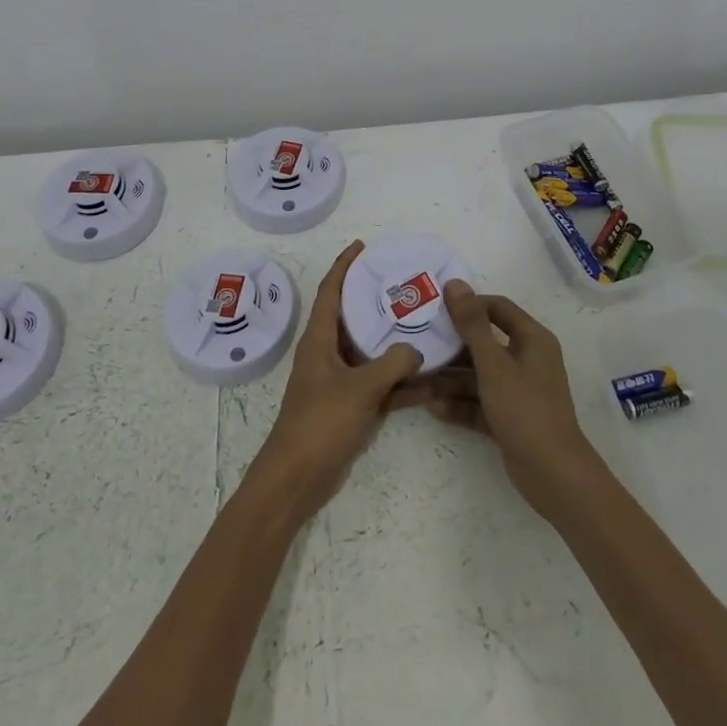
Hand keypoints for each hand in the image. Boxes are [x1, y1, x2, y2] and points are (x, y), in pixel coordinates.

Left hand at [248, 240, 422, 523]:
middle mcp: (326, 353)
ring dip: (392, 342)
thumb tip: (416, 349)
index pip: (330, 291)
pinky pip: (377, 384)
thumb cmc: (320, 422)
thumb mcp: (361, 388)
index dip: (344, 266)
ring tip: (423, 324)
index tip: (362, 246)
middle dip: (373, 300)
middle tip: (402, 284)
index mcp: (319, 339)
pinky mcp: (347, 407)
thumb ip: (393, 364)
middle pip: (350, 317)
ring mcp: (337, 381)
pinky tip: (429, 380)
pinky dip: (398, 382)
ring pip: (368, 352)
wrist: (297, 478)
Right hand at [415, 280, 602, 516]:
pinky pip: (480, 402)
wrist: (552, 475)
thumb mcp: (493, 364)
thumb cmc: (524, 409)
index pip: (497, 308)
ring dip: (451, 379)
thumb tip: (455, 283)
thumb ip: (472, 324)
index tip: (436, 310)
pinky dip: (460, 404)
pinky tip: (432, 407)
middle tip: (420, 344)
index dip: (468, 306)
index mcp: (532, 339)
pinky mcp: (510, 417)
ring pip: (479, 375)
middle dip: (452, 346)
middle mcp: (527, 359)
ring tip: (417, 381)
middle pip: (485, 343)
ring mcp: (518, 390)